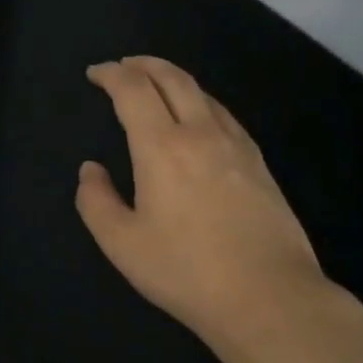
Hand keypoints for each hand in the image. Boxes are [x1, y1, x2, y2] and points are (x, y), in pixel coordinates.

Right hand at [77, 56, 327, 348]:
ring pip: (202, 93)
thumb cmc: (187, 272)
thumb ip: (96, 201)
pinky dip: (200, 101)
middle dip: (143, 64)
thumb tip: (91, 170)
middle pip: (172, 78)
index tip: (95, 73)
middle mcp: (200, 133)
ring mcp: (236, 145)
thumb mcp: (122, 244)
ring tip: (156, 85)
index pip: (133, 90)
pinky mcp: (259, 163)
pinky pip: (224, 115)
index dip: (111, 74)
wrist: (271, 298)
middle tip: (124, 65)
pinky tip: (199, 118)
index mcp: (162, 146)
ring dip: (173, 79)